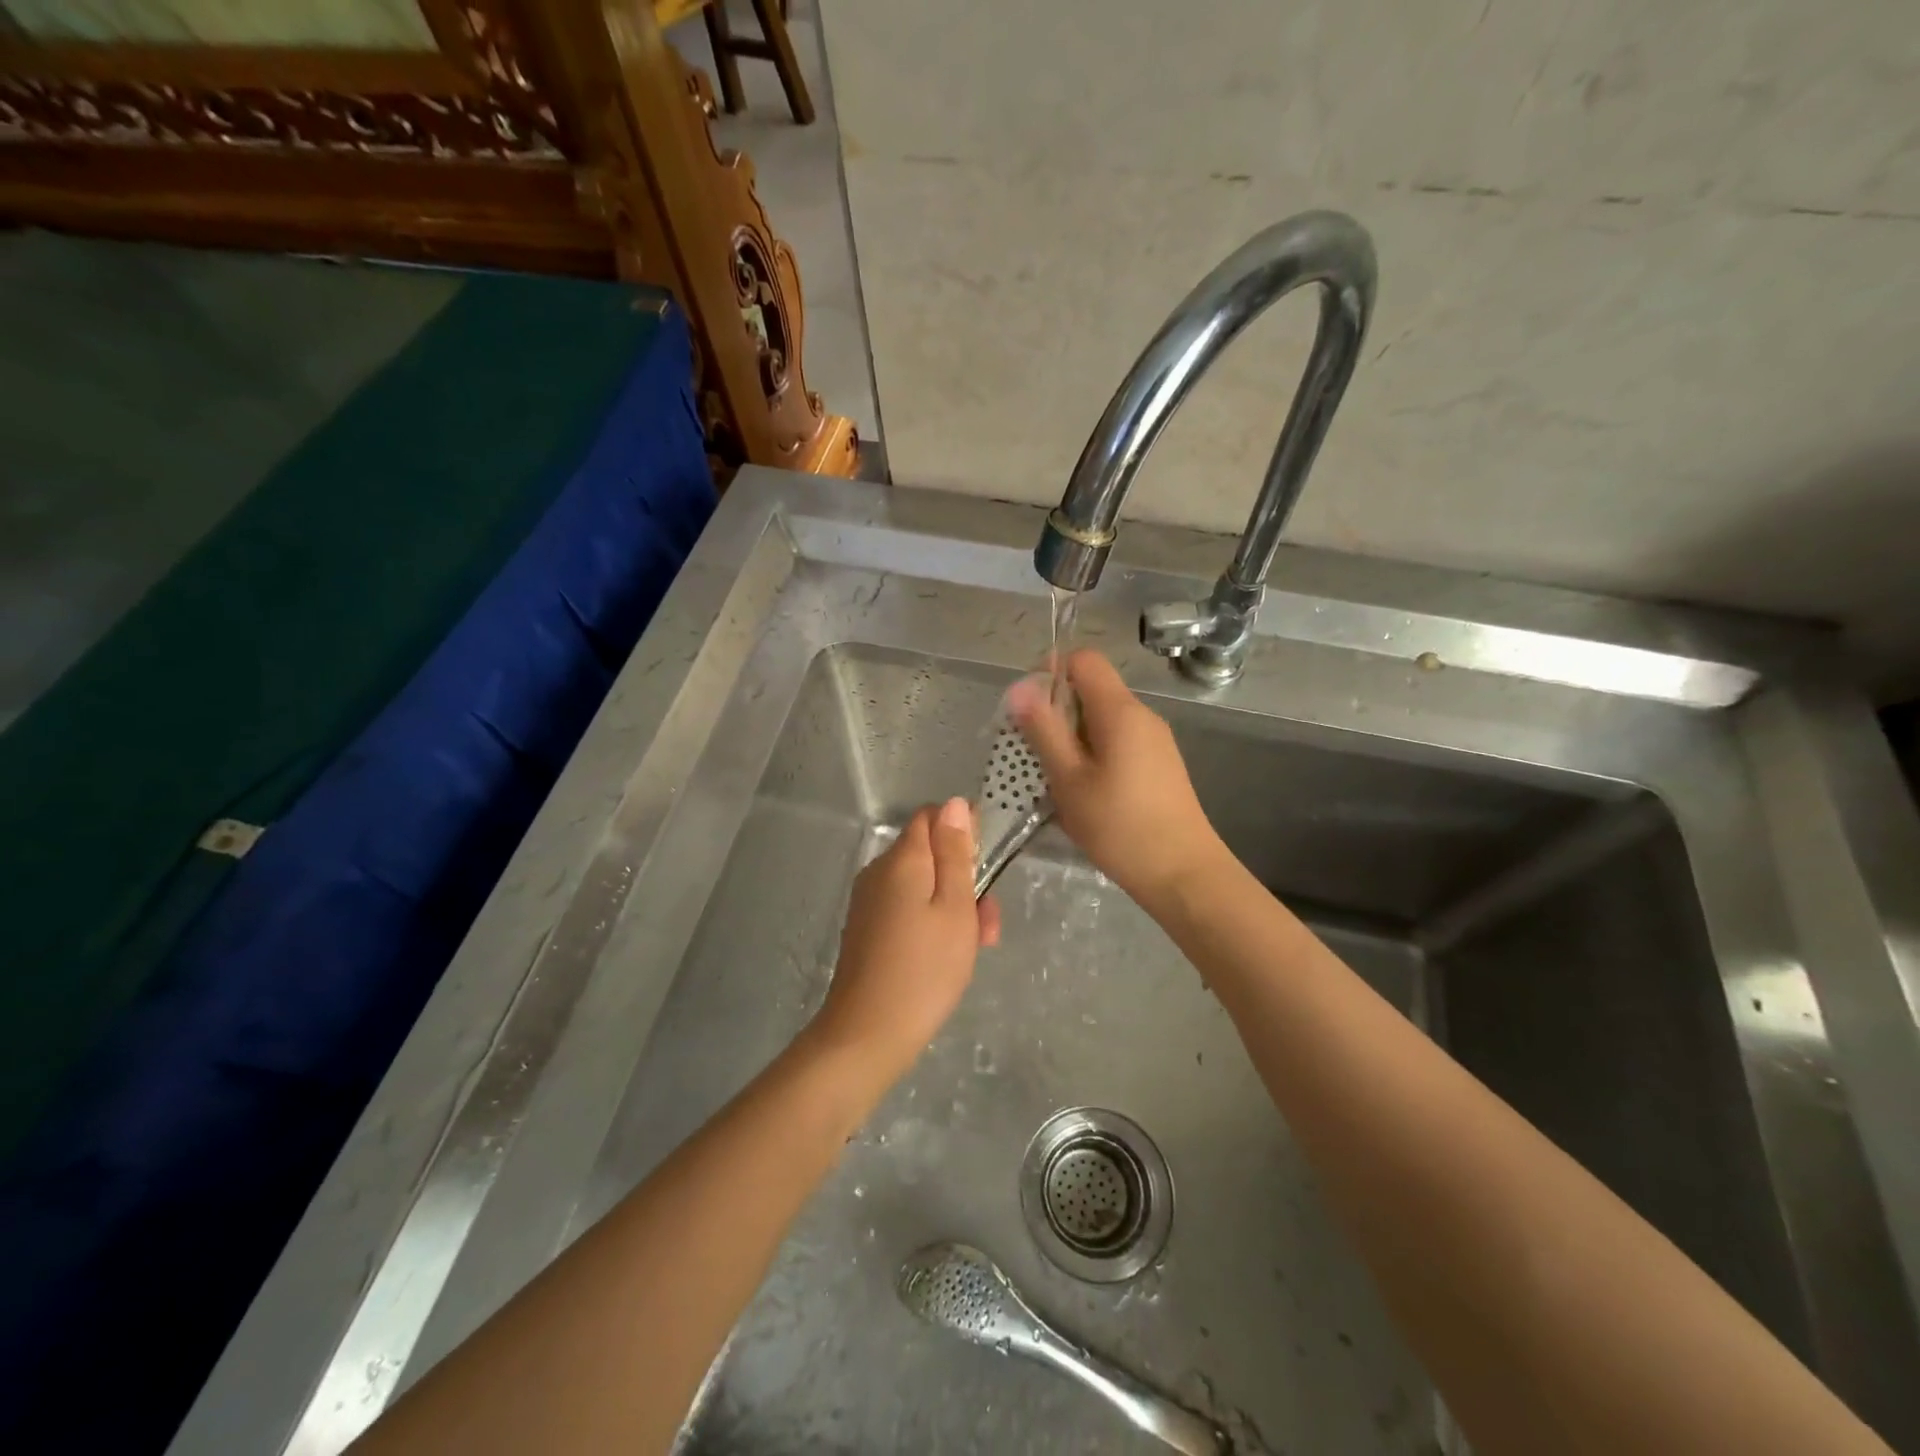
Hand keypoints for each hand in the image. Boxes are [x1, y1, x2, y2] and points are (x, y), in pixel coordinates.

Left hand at [810, 798, 1000, 1075]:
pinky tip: (946, 957)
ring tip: (975, 947)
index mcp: (902, 859)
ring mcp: (870, 901)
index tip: (985, 863)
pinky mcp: (867, 928)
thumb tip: (954, 803)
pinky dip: (931, 922)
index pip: (931, 817)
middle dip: (964, 877)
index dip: (962, 830)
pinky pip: (906, 908)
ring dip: (953, 905)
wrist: (868, 1033)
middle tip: (987, 922)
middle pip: (929, 854)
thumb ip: (956, 853)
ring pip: (921, 885)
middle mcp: (880, 871)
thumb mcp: (955, 908)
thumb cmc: (925, 968)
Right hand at [1007, 650, 1223, 906]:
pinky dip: (1093, 753)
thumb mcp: (1069, 779)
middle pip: (1092, 689)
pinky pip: (1118, 741)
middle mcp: (1142, 715)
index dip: (1050, 672)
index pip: (1083, 660)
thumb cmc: (1119, 826)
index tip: (1028, 710)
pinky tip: (1084, 791)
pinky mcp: (1159, 764)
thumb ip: (1044, 730)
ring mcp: (1155, 740)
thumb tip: (1020, 687)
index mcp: (1120, 710)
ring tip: (1055, 777)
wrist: (1183, 874)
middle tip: (1032, 752)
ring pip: (1103, 719)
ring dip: (1072, 737)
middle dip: (1056, 711)